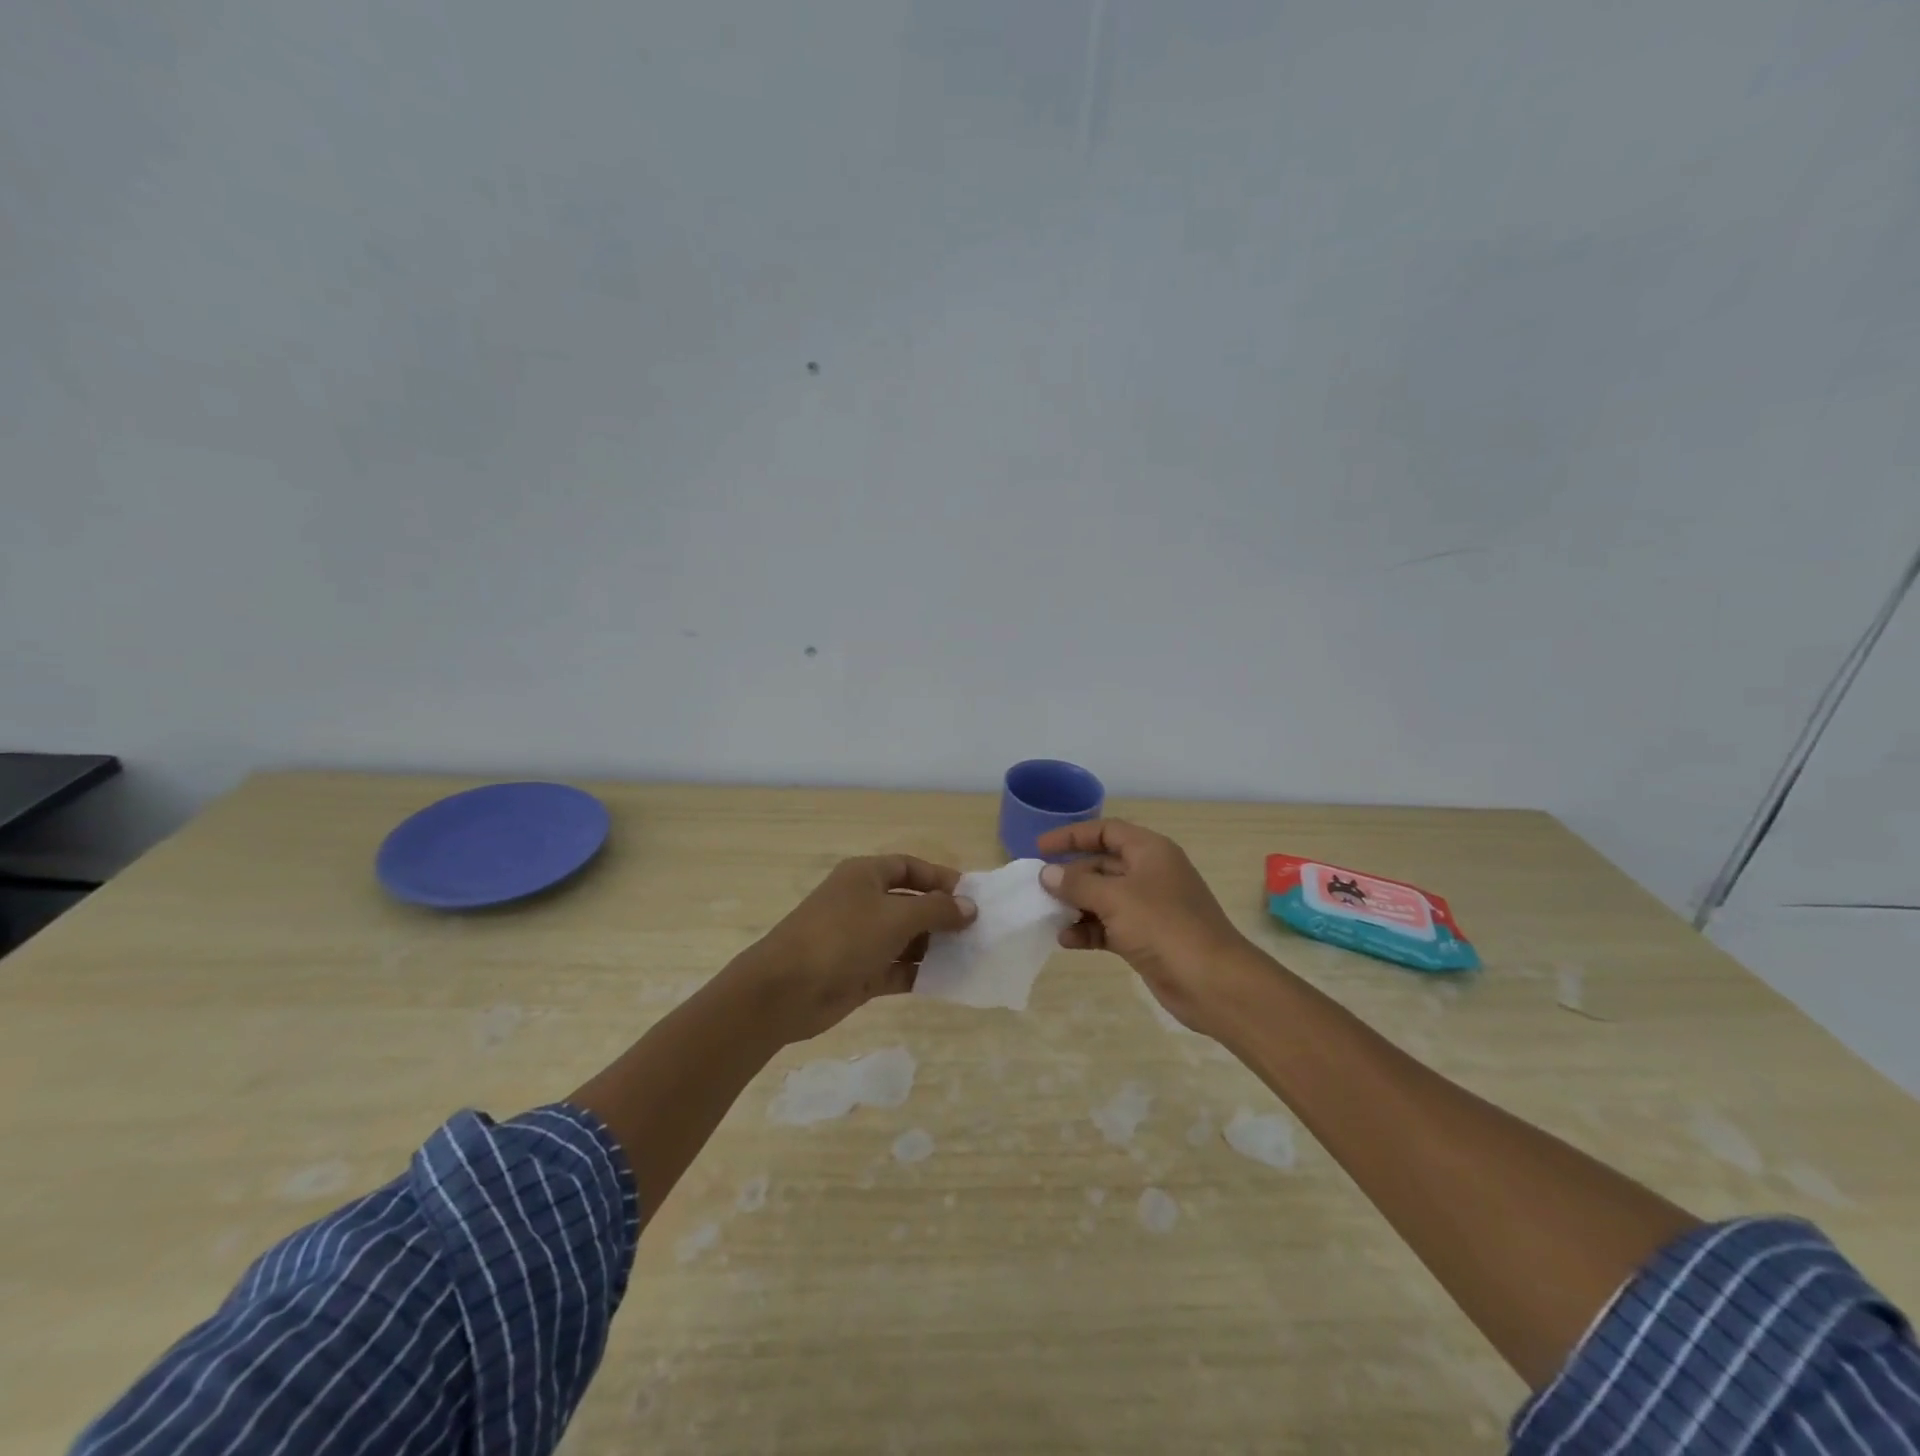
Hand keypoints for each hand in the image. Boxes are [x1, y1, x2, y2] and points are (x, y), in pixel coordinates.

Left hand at [731, 856, 976, 1043]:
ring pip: (905, 937)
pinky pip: (897, 968)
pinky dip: (919, 972)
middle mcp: (862, 902)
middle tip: (977, 931)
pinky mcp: (858, 973)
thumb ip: (936, 910)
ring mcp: (859, 939)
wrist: (785, 991)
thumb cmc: (842, 938)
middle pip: (910, 903)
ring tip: (970, 956)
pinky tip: (947, 980)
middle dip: (941, 915)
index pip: (909, 867)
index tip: (971, 896)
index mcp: (865, 876)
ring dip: (934, 946)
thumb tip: (969, 907)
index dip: (940, 878)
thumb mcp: (896, 917)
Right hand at [1037, 819, 1254, 1034]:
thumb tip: (1047, 873)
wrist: (1212, 982)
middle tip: (1039, 887)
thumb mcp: (1115, 898)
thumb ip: (1077, 884)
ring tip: (1048, 916)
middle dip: (1071, 875)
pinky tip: (1067, 940)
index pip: (1106, 831)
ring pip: (1104, 898)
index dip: (1073, 836)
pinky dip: (1088, 930)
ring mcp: (1150, 908)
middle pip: (1102, 864)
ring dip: (1076, 905)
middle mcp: (1150, 874)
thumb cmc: (1164, 926)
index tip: (1041, 848)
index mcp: (1150, 851)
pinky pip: (1109, 926)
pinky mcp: (1146, 938)